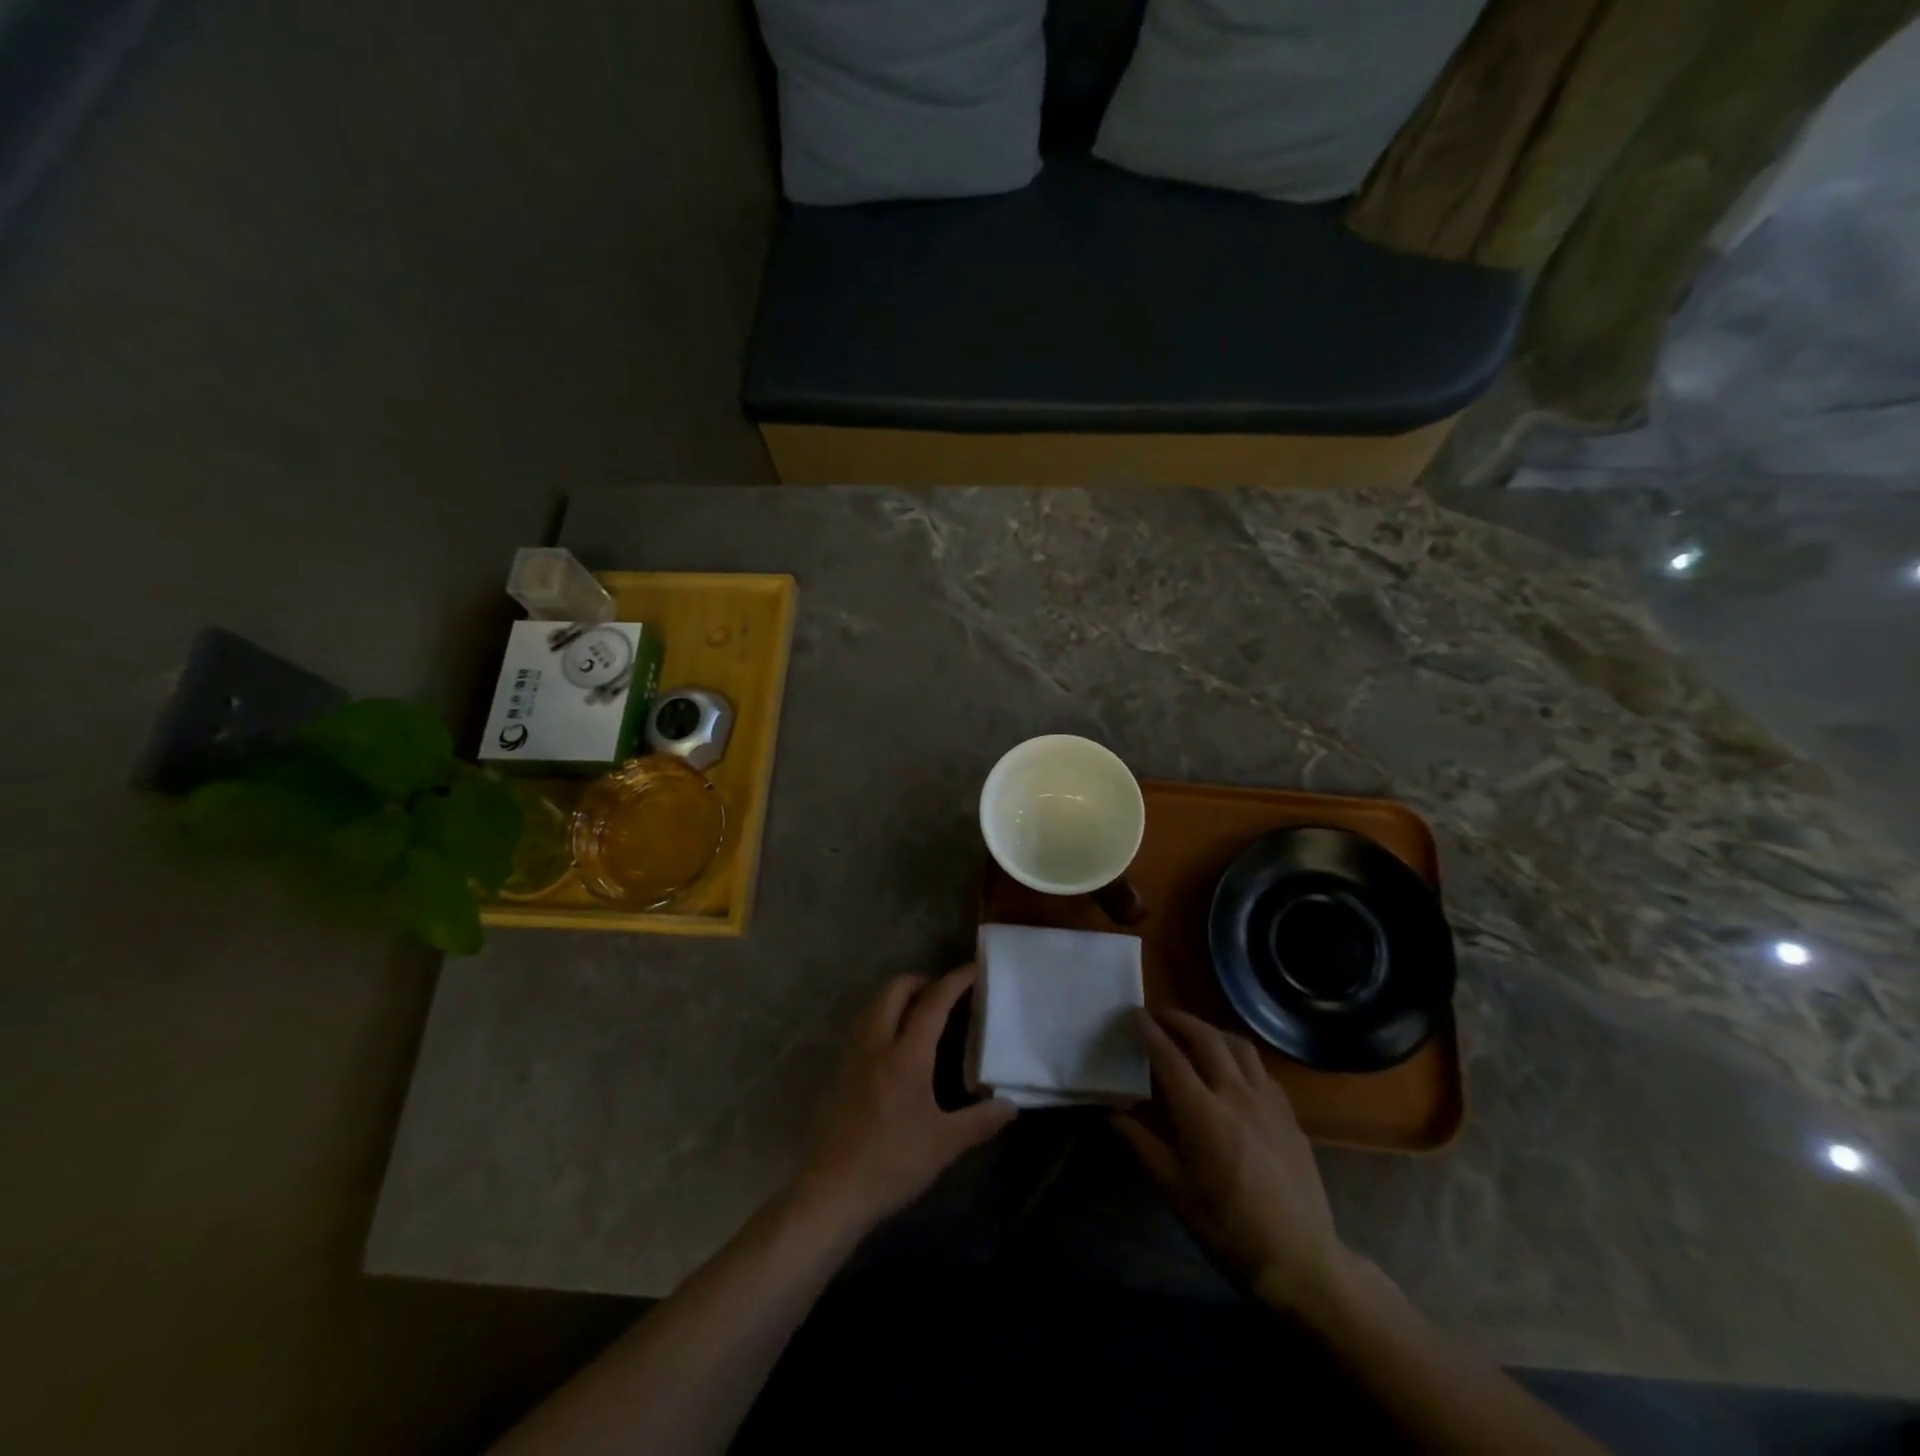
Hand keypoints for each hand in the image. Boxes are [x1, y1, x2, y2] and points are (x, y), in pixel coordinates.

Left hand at [791, 966, 1016, 1234]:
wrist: (832, 1192)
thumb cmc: (892, 1164)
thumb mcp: (944, 1145)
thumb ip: (980, 1121)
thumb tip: (1011, 1105)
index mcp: (906, 1056)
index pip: (933, 1003)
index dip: (955, 981)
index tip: (974, 969)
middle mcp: (876, 1045)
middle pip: (894, 990)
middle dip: (921, 981)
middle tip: (944, 994)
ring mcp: (853, 1056)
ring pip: (873, 1005)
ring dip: (897, 997)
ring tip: (920, 1014)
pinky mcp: (839, 1072)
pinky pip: (863, 1027)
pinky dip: (881, 1018)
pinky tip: (895, 1047)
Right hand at [1114, 1009, 1349, 1315]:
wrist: (1300, 1259)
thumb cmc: (1227, 1227)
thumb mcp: (1175, 1191)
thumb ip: (1143, 1145)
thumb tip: (1113, 1116)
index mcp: (1202, 1112)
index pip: (1169, 1058)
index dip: (1150, 1033)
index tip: (1135, 1015)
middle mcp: (1235, 1095)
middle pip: (1206, 1039)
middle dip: (1180, 1020)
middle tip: (1161, 1016)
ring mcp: (1267, 1102)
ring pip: (1239, 1046)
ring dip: (1212, 1032)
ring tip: (1197, 1035)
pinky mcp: (1289, 1115)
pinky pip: (1261, 1070)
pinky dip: (1240, 1058)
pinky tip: (1234, 1071)